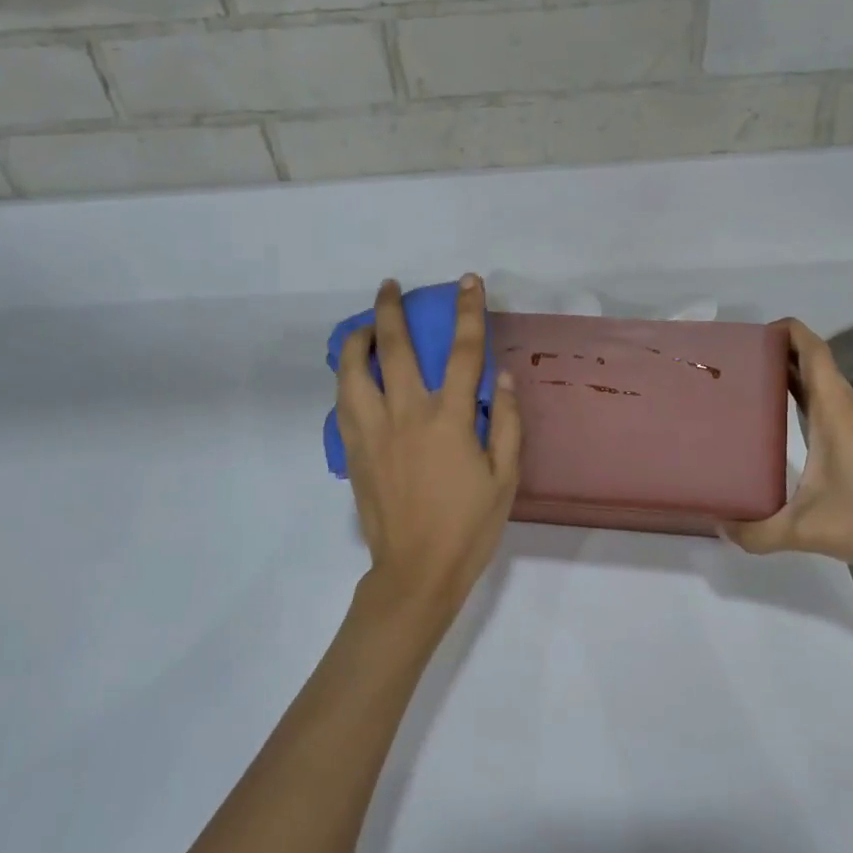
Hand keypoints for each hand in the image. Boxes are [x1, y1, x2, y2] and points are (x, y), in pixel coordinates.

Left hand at [335, 275, 521, 637]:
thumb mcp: (506, 478)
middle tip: (390, 286)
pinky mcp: (353, 450)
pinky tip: (353, 375)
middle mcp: (406, 414)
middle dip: (392, 310)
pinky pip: (344, 402)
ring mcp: (373, 431)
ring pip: (354, 371)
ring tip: (363, 327)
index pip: (463, 352)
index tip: (468, 282)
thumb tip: (506, 378)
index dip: (468, 312)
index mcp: (449, 420)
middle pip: (395, 348)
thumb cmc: (468, 526)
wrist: (415, 570)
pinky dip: (346, 378)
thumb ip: (509, 424)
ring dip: (357, 340)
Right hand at [727, 319, 852, 573]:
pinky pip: (834, 404)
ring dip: (792, 377)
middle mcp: (850, 409)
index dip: (786, 331)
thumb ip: (756, 532)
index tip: (751, 335)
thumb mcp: (806, 532)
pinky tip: (787, 425)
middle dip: (777, 354)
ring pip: (825, 384)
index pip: (812, 351)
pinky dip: (807, 399)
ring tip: (753, 389)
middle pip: (814, 363)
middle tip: (736, 366)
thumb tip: (719, 526)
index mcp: (834, 412)